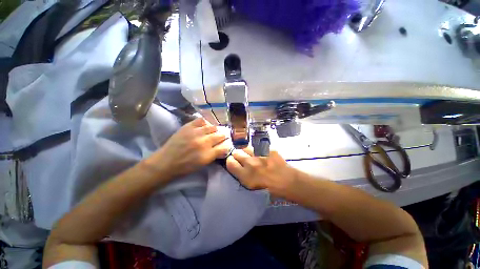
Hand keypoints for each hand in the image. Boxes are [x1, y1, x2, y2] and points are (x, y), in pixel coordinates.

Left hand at [147, 118, 229, 179]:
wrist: (167, 162)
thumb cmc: (185, 166)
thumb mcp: (203, 164)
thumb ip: (214, 155)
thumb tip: (223, 147)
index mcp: (208, 154)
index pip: (224, 146)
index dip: (227, 144)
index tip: (226, 143)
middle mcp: (204, 142)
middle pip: (220, 135)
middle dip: (223, 136)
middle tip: (221, 136)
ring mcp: (196, 133)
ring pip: (213, 127)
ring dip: (215, 129)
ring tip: (213, 131)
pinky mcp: (188, 127)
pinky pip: (201, 120)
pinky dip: (205, 123)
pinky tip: (204, 126)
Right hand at [226, 147, 297, 196]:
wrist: (287, 181)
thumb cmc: (268, 188)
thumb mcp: (250, 186)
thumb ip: (240, 174)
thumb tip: (235, 165)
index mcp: (245, 175)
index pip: (230, 162)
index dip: (230, 161)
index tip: (233, 162)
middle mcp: (250, 163)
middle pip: (236, 152)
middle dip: (237, 155)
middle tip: (242, 158)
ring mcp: (259, 154)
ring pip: (246, 147)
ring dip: (247, 151)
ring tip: (252, 155)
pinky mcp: (267, 149)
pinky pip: (257, 146)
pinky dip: (257, 150)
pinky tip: (262, 154)